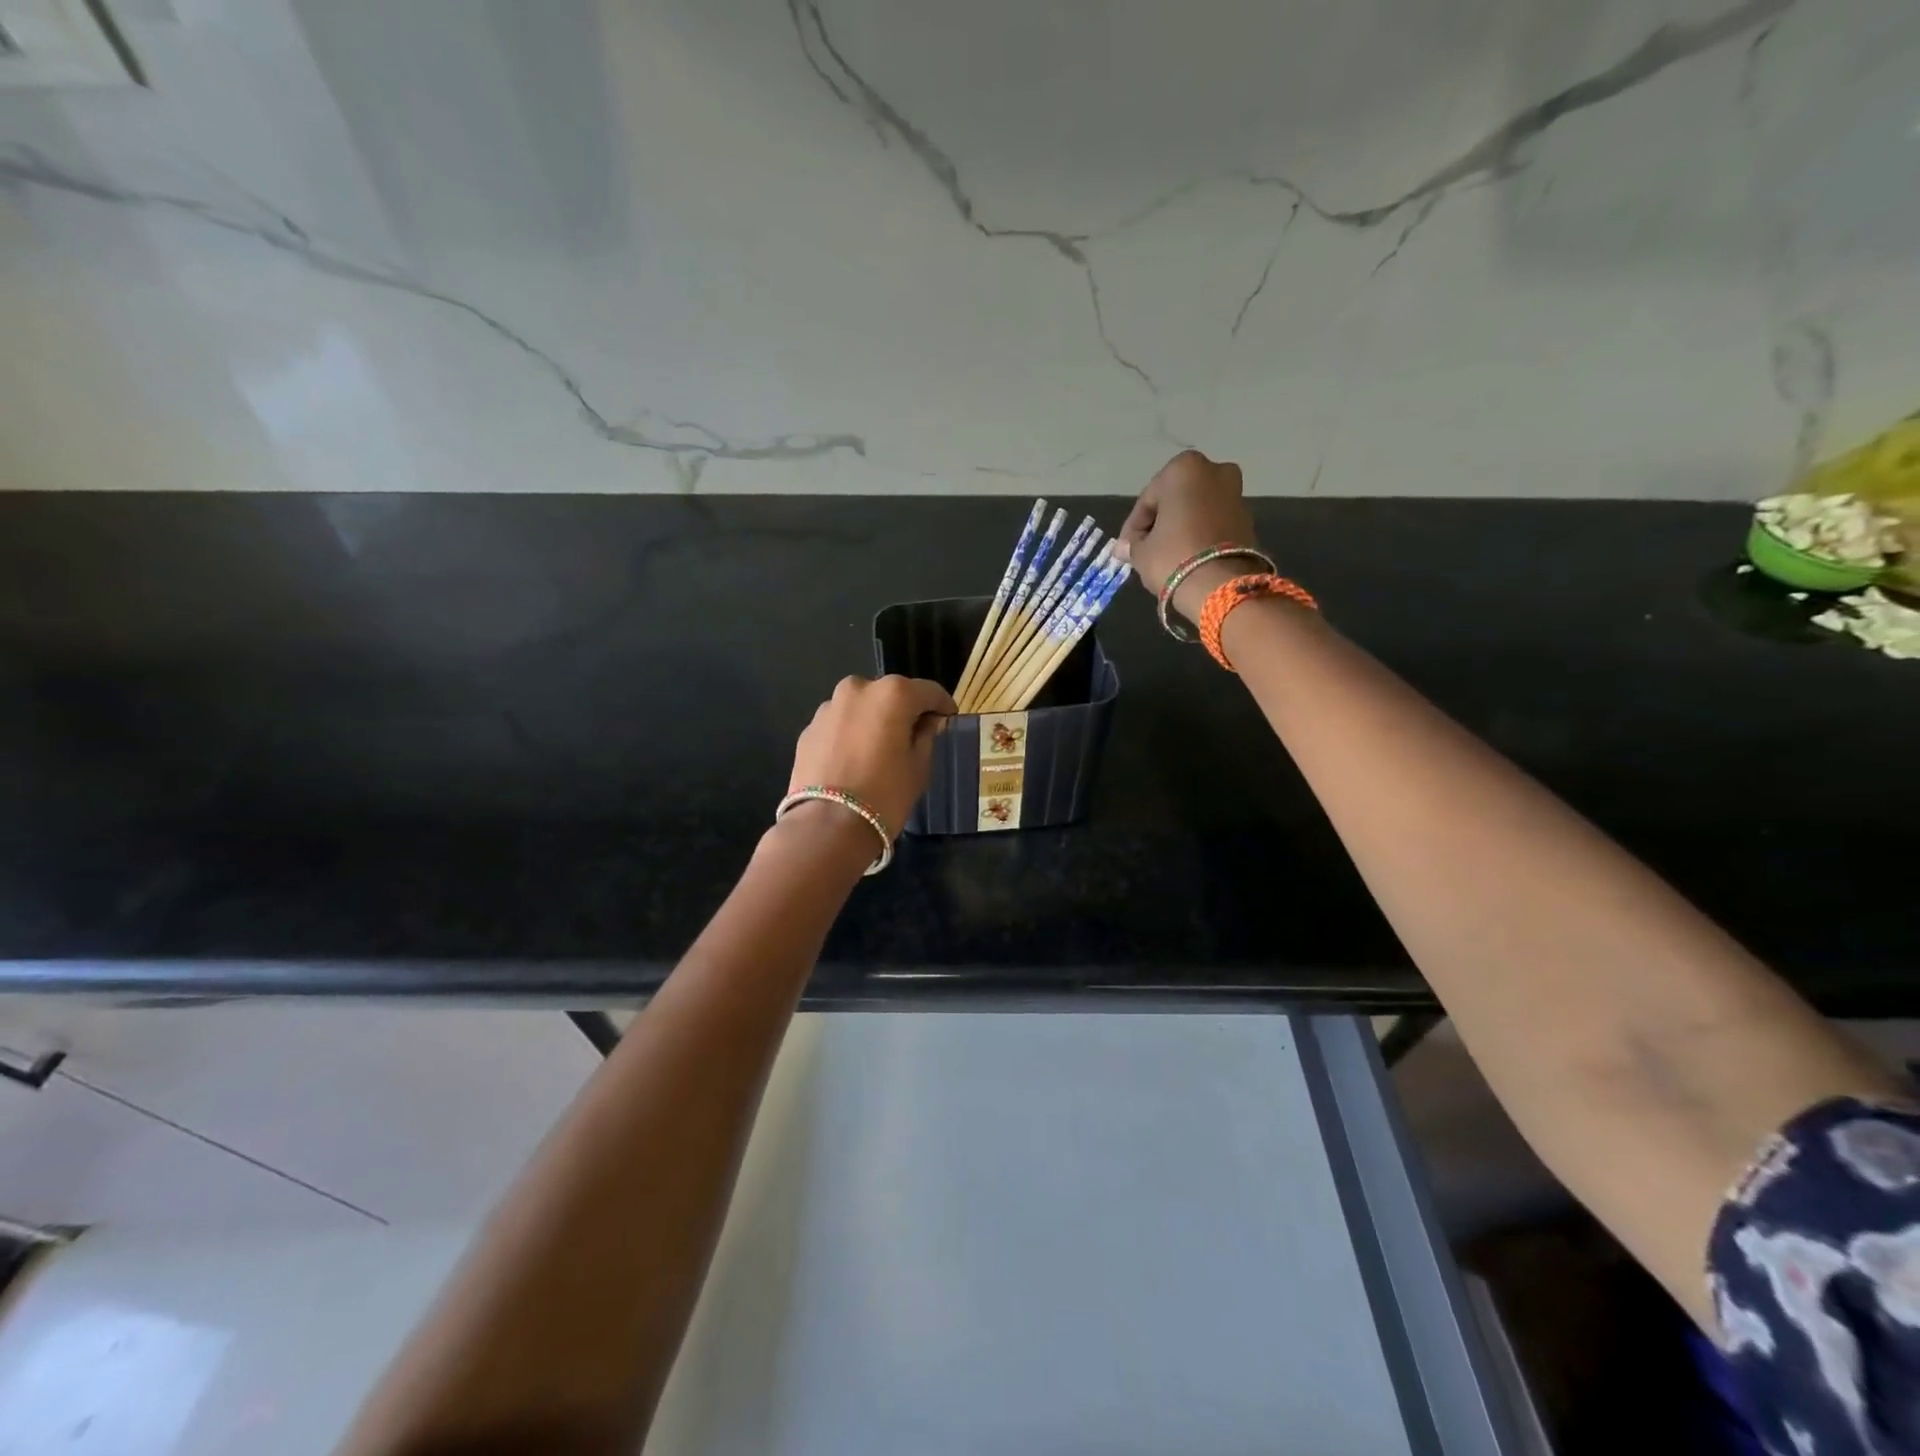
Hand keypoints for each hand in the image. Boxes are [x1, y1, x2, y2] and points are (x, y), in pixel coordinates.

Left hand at [787, 675, 955, 838]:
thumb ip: (926, 735)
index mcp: (892, 693)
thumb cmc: (885, 795)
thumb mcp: (919, 767)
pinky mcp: (808, 729)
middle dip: (903, 711)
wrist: (827, 826)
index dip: (942, 706)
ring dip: (873, 721)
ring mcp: (828, 707)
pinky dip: (849, 735)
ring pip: (861, 707)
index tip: (948, 720)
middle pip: (890, 694)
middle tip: (912, 737)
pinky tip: (853, 761)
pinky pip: (839, 725)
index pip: (928, 691)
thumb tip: (927, 722)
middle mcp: (858, 689)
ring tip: (878, 751)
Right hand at [1117, 450, 1261, 618]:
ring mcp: (1235, 493)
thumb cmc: (1173, 556)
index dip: (1134, 526)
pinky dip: (1201, 534)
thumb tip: (1123, 548)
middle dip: (1162, 521)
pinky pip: (1214, 522)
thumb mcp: (1141, 552)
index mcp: (1183, 468)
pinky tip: (1188, 555)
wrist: (1221, 585)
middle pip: (1176, 499)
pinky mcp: (1248, 518)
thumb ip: (1132, 544)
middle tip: (1147, 548)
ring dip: (1182, 527)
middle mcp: (1214, 471)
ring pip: (1197, 509)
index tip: (1126, 548)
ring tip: (1167, 554)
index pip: (1148, 499)